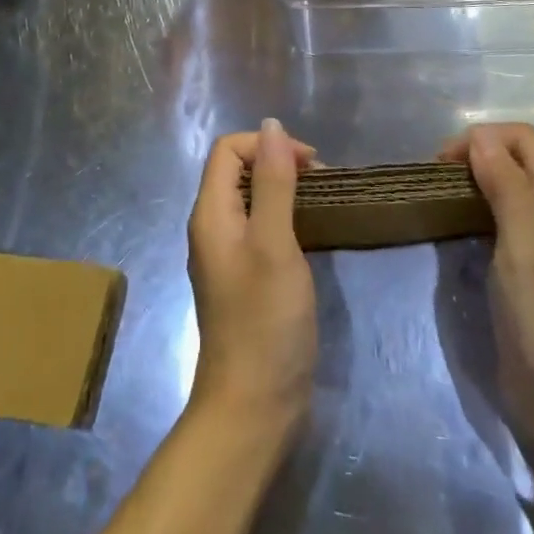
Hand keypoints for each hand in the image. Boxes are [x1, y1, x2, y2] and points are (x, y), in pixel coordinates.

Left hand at [186, 119, 317, 434]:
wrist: (253, 408)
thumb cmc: (265, 321)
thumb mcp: (274, 243)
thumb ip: (273, 181)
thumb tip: (271, 126)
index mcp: (211, 213)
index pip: (228, 149)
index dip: (267, 144)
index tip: (310, 165)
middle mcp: (212, 228)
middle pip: (238, 170)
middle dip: (279, 163)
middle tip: (322, 183)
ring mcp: (227, 255)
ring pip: (252, 198)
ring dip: (285, 189)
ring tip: (322, 203)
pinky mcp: (245, 277)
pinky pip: (261, 227)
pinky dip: (285, 217)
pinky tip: (311, 233)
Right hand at [439, 122, 533, 442]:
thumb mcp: (524, 243)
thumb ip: (506, 185)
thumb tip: (480, 137)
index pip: (523, 139)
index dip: (483, 138)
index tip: (444, 164)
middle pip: (515, 159)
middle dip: (476, 155)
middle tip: (438, 180)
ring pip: (507, 188)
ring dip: (474, 182)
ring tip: (442, 199)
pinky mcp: (527, 268)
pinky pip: (501, 219)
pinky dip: (477, 210)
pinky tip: (458, 229)